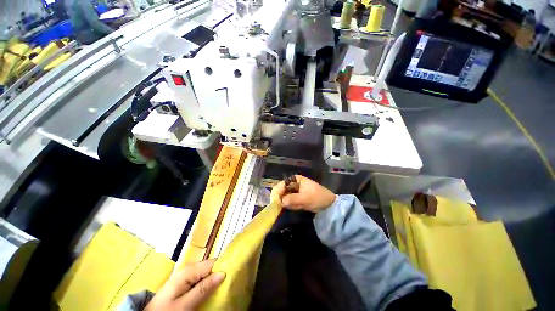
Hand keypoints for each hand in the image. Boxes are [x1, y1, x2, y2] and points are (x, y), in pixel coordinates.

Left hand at [145, 259, 224, 310]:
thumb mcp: (185, 304)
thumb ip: (203, 288)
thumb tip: (223, 273)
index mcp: (189, 271)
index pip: (212, 262)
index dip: (223, 266)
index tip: (233, 273)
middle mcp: (189, 269)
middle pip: (210, 267)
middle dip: (219, 273)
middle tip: (229, 283)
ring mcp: (187, 276)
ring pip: (206, 273)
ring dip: (214, 279)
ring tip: (222, 287)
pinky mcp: (185, 282)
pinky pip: (201, 279)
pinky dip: (207, 284)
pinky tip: (211, 290)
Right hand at [272, 175, 335, 212]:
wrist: (328, 204)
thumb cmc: (317, 197)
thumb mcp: (305, 198)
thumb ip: (292, 199)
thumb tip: (280, 202)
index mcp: (295, 179)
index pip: (282, 184)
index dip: (278, 192)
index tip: (275, 201)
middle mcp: (293, 183)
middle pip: (281, 190)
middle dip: (283, 199)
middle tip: (283, 206)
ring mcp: (294, 191)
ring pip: (284, 197)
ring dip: (288, 203)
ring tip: (298, 206)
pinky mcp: (296, 197)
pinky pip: (289, 201)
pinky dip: (292, 205)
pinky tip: (299, 207)